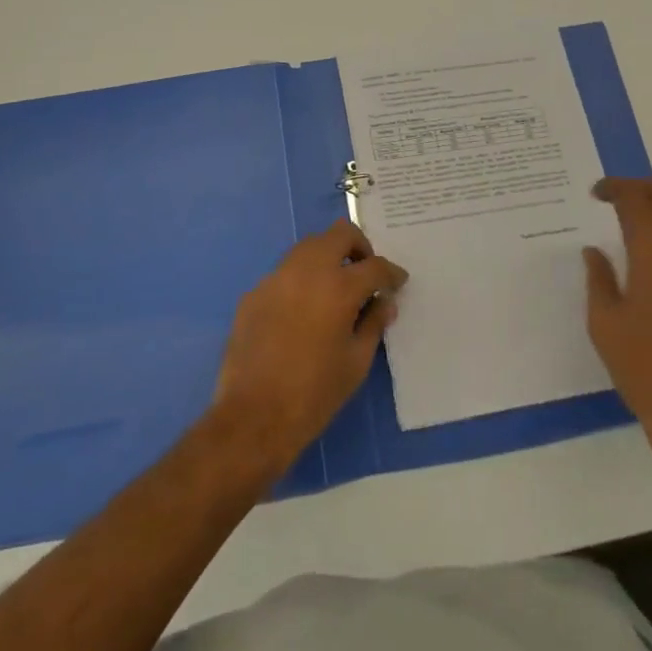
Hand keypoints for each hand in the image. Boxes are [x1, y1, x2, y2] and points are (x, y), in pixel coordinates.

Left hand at [213, 221, 406, 478]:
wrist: (253, 415)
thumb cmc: (315, 393)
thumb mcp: (356, 362)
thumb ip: (373, 324)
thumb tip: (384, 303)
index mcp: (339, 287)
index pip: (375, 266)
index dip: (391, 273)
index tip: (397, 282)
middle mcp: (307, 270)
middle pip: (339, 234)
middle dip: (359, 247)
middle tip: (365, 272)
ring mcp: (276, 277)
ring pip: (308, 246)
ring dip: (328, 257)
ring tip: (335, 287)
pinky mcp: (254, 292)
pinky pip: (285, 272)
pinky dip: (301, 279)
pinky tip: (302, 310)